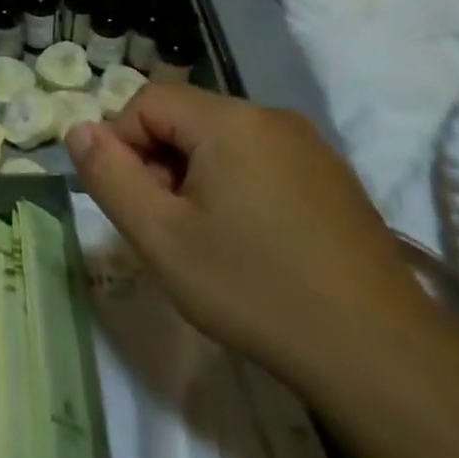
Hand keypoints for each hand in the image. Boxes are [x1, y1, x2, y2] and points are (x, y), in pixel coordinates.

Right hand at [66, 83, 430, 386]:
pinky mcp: (333, 180)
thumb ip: (109, 175)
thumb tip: (77, 128)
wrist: (381, 356)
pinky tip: (250, 245)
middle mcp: (272, 118)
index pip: (147, 101)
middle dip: (159, 164)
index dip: (122, 144)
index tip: (133, 202)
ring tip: (204, 241)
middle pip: (186, 119)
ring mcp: (310, 148)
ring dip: (194, 178)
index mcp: (230, 121)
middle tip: (164, 227)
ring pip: (222, 142)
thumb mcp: (160, 236)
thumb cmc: (255, 289)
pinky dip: (235, 189)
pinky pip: (260, 163)